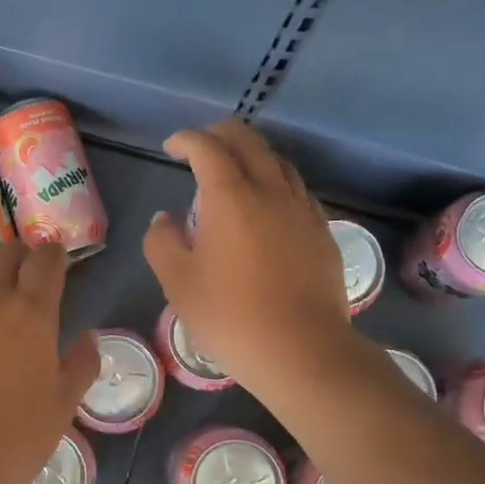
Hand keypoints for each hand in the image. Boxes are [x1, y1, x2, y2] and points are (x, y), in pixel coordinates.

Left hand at [0, 242, 100, 483]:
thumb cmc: (11, 441)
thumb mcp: (62, 408)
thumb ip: (80, 366)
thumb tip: (87, 337)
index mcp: (30, 314)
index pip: (46, 261)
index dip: (54, 255)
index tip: (56, 261)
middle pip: (2, 251)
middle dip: (17, 254)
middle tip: (20, 271)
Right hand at [143, 119, 357, 407]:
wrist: (301, 350)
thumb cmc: (230, 316)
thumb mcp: (177, 282)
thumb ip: (162, 242)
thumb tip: (164, 219)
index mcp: (230, 197)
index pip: (208, 148)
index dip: (186, 140)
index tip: (171, 147)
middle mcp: (270, 191)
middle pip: (249, 141)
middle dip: (221, 134)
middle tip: (200, 145)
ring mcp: (302, 209)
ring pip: (278, 162)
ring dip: (252, 154)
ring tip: (234, 169)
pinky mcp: (322, 231)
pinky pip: (297, 189)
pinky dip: (276, 181)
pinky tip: (268, 204)